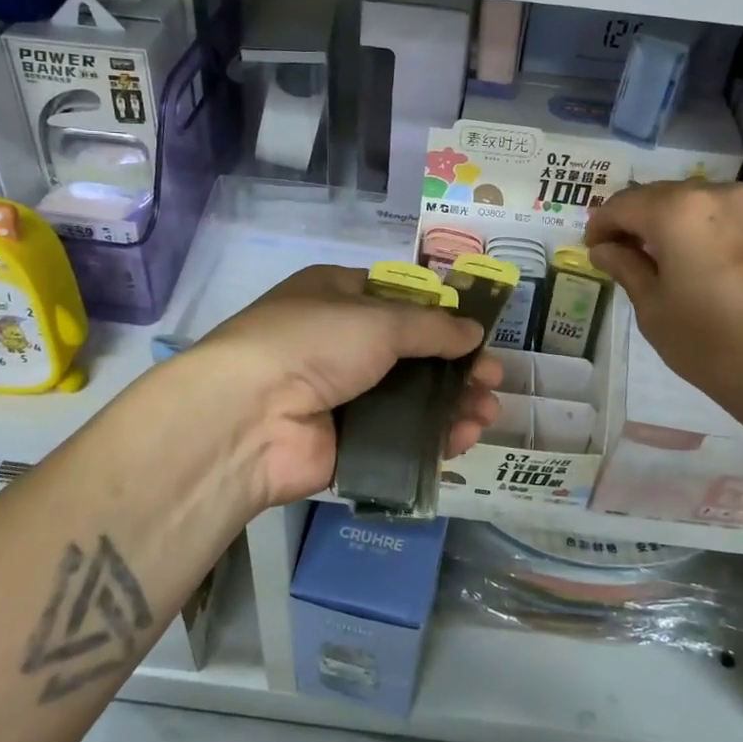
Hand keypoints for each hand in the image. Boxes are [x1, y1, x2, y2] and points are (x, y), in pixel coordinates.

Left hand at [180, 266, 502, 508]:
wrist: (249, 416)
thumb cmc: (314, 342)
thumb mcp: (379, 319)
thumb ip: (432, 327)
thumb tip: (473, 332)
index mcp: (337, 297)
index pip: (398, 301)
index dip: (439, 317)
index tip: (476, 334)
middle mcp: (338, 343)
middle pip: (411, 354)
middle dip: (455, 366)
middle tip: (493, 379)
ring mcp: (341, 396)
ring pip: (409, 398)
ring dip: (451, 404)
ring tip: (488, 412)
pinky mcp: (345, 443)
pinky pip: (399, 437)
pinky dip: (432, 437)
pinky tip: (464, 438)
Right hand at [584, 181, 742, 437]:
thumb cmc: (713, 347)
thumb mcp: (654, 311)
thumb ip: (626, 267)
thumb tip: (605, 248)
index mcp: (680, 211)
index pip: (624, 204)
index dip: (602, 224)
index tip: (593, 247)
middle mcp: (720, 195)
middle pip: (663, 196)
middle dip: (638, 220)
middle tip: (624, 252)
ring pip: (701, 204)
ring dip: (676, 223)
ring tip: (668, 259)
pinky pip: (734, 219)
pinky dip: (711, 232)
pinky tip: (710, 265)